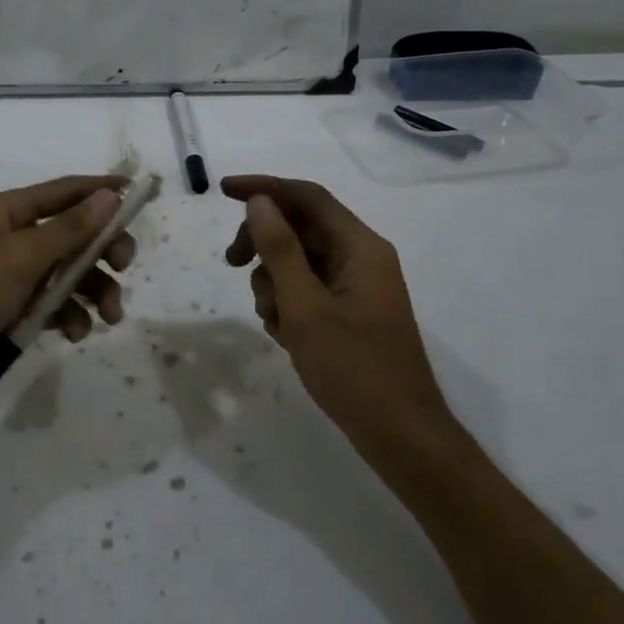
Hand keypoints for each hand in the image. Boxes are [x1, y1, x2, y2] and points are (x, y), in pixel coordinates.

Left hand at [0, 175, 137, 425]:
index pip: (63, 191)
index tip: (139, 193)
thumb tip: (108, 195)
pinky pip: (48, 306)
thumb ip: (68, 229)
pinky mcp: (5, 313)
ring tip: (109, 317)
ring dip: (91, 292)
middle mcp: (7, 239)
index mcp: (5, 212)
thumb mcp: (20, 258)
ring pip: (64, 275)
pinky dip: (67, 316)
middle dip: (101, 251)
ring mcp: (6, 278)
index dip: (101, 190)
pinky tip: (74, 334)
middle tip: (126, 267)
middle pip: (70, 235)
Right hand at [222, 175, 453, 454]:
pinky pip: (308, 290)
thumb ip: (280, 250)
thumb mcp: (305, 307)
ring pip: (299, 262)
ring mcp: (356, 287)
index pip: (308, 197)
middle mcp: (361, 258)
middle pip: (300, 228)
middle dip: (263, 243)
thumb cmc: (353, 369)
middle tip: (231, 265)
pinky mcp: (349, 312)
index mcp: (360, 247)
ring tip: (274, 322)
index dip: (264, 188)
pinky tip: (285, 336)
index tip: (223, 190)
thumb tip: (259, 202)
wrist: (400, 436)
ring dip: (273, 282)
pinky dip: (288, 304)